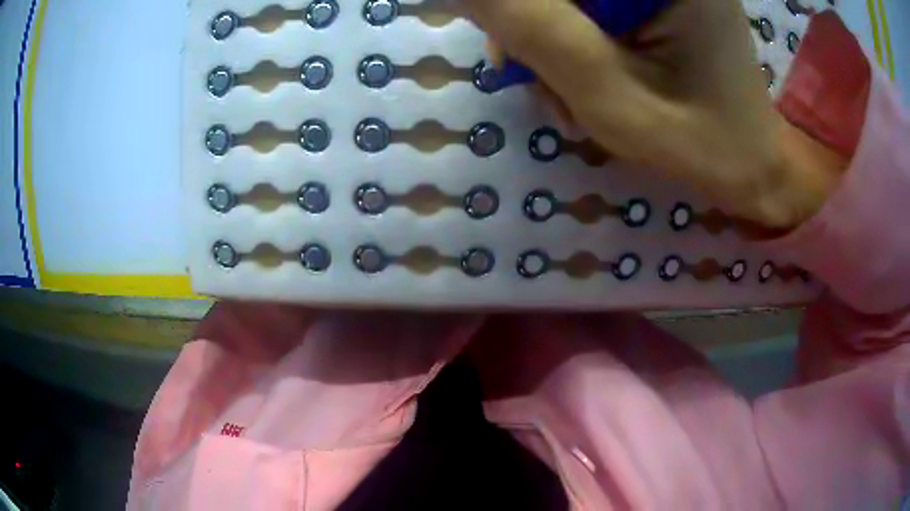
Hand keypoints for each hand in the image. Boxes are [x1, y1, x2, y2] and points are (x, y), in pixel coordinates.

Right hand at [459, 0, 845, 228]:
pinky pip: (593, 12)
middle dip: (541, 32)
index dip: (525, 13)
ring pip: (571, 3)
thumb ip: (536, 31)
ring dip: (556, 44)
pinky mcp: (658, 4)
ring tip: (575, 98)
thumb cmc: (698, 142)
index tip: (515, 57)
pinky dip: (579, 46)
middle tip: (548, 85)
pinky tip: (592, 83)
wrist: (750, 166)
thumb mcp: (610, 94)